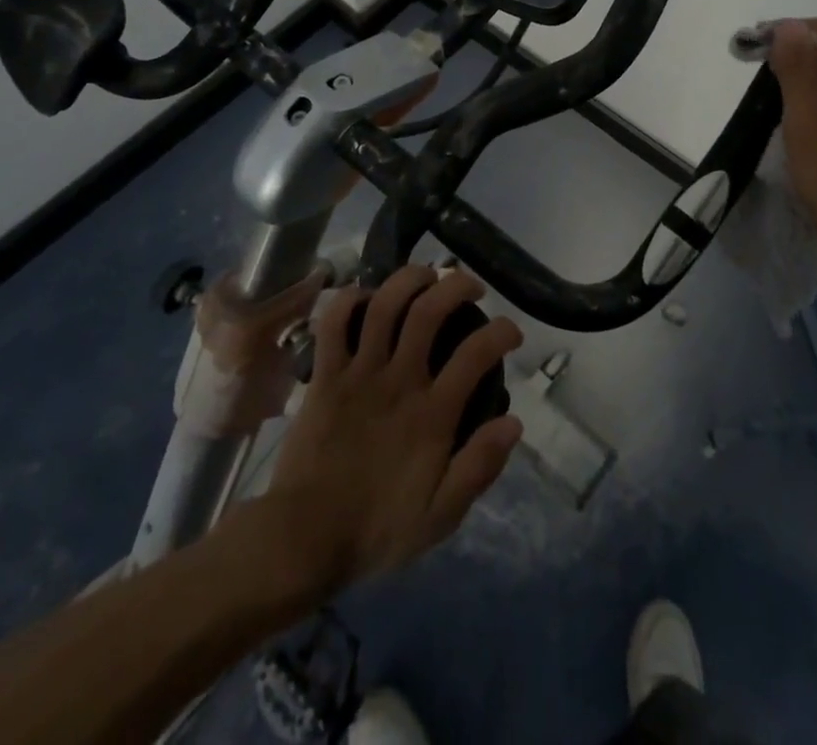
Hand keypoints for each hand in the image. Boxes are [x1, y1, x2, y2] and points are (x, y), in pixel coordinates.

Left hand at [267, 267, 523, 593]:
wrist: (302, 540)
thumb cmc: (376, 529)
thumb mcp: (439, 517)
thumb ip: (478, 468)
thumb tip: (514, 423)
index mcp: (431, 415)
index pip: (476, 354)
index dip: (502, 332)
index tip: (511, 331)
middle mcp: (398, 382)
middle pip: (428, 311)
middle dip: (456, 285)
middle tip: (471, 287)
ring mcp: (358, 374)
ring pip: (384, 305)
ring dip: (409, 279)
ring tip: (427, 275)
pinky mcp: (325, 375)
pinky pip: (334, 322)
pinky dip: (349, 298)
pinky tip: (367, 294)